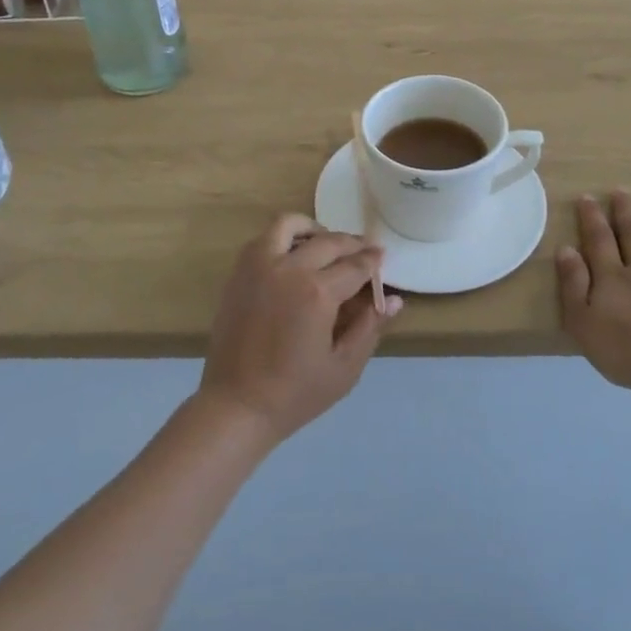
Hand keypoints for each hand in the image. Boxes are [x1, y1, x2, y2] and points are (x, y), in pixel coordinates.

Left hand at [199, 214, 400, 443]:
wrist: (236, 405)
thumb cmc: (295, 393)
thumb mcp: (344, 368)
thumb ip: (370, 328)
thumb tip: (394, 300)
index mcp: (317, 293)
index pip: (355, 265)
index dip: (373, 261)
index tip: (382, 258)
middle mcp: (289, 269)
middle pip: (329, 241)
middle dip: (352, 244)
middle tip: (364, 253)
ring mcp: (259, 267)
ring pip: (289, 225)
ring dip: (314, 229)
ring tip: (326, 245)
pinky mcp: (239, 273)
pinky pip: (264, 239)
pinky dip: (284, 238)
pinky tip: (295, 257)